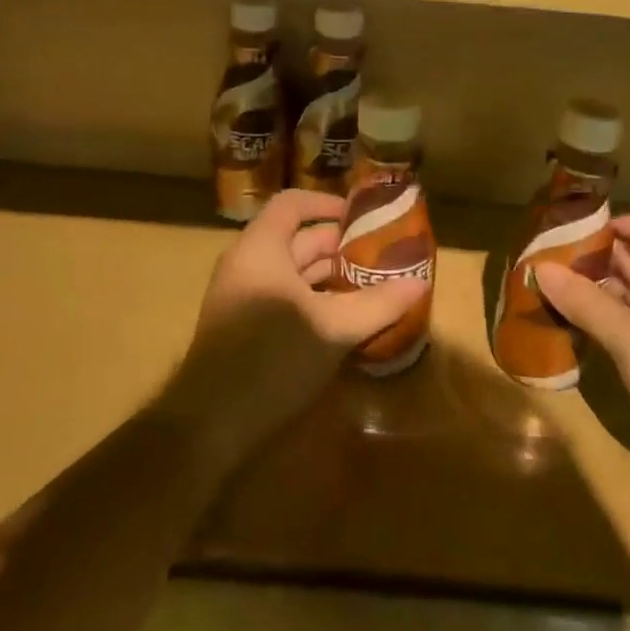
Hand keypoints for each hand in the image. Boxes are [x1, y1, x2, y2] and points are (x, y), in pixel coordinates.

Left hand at [165, 190, 428, 476]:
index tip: (363, 217)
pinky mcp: (243, 326)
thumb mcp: (333, 330)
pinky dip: (314, 299)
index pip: (293, 203)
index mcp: (261, 247)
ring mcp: (242, 296)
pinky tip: (345, 319)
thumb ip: (378, 304)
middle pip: (297, 239)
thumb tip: (420, 283)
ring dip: (330, 276)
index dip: (328, 204)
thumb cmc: (272, 359)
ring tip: (373, 285)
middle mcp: (248, 263)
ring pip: (292, 272)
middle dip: (340, 246)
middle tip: (381, 256)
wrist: (209, 426)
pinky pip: (283, 297)